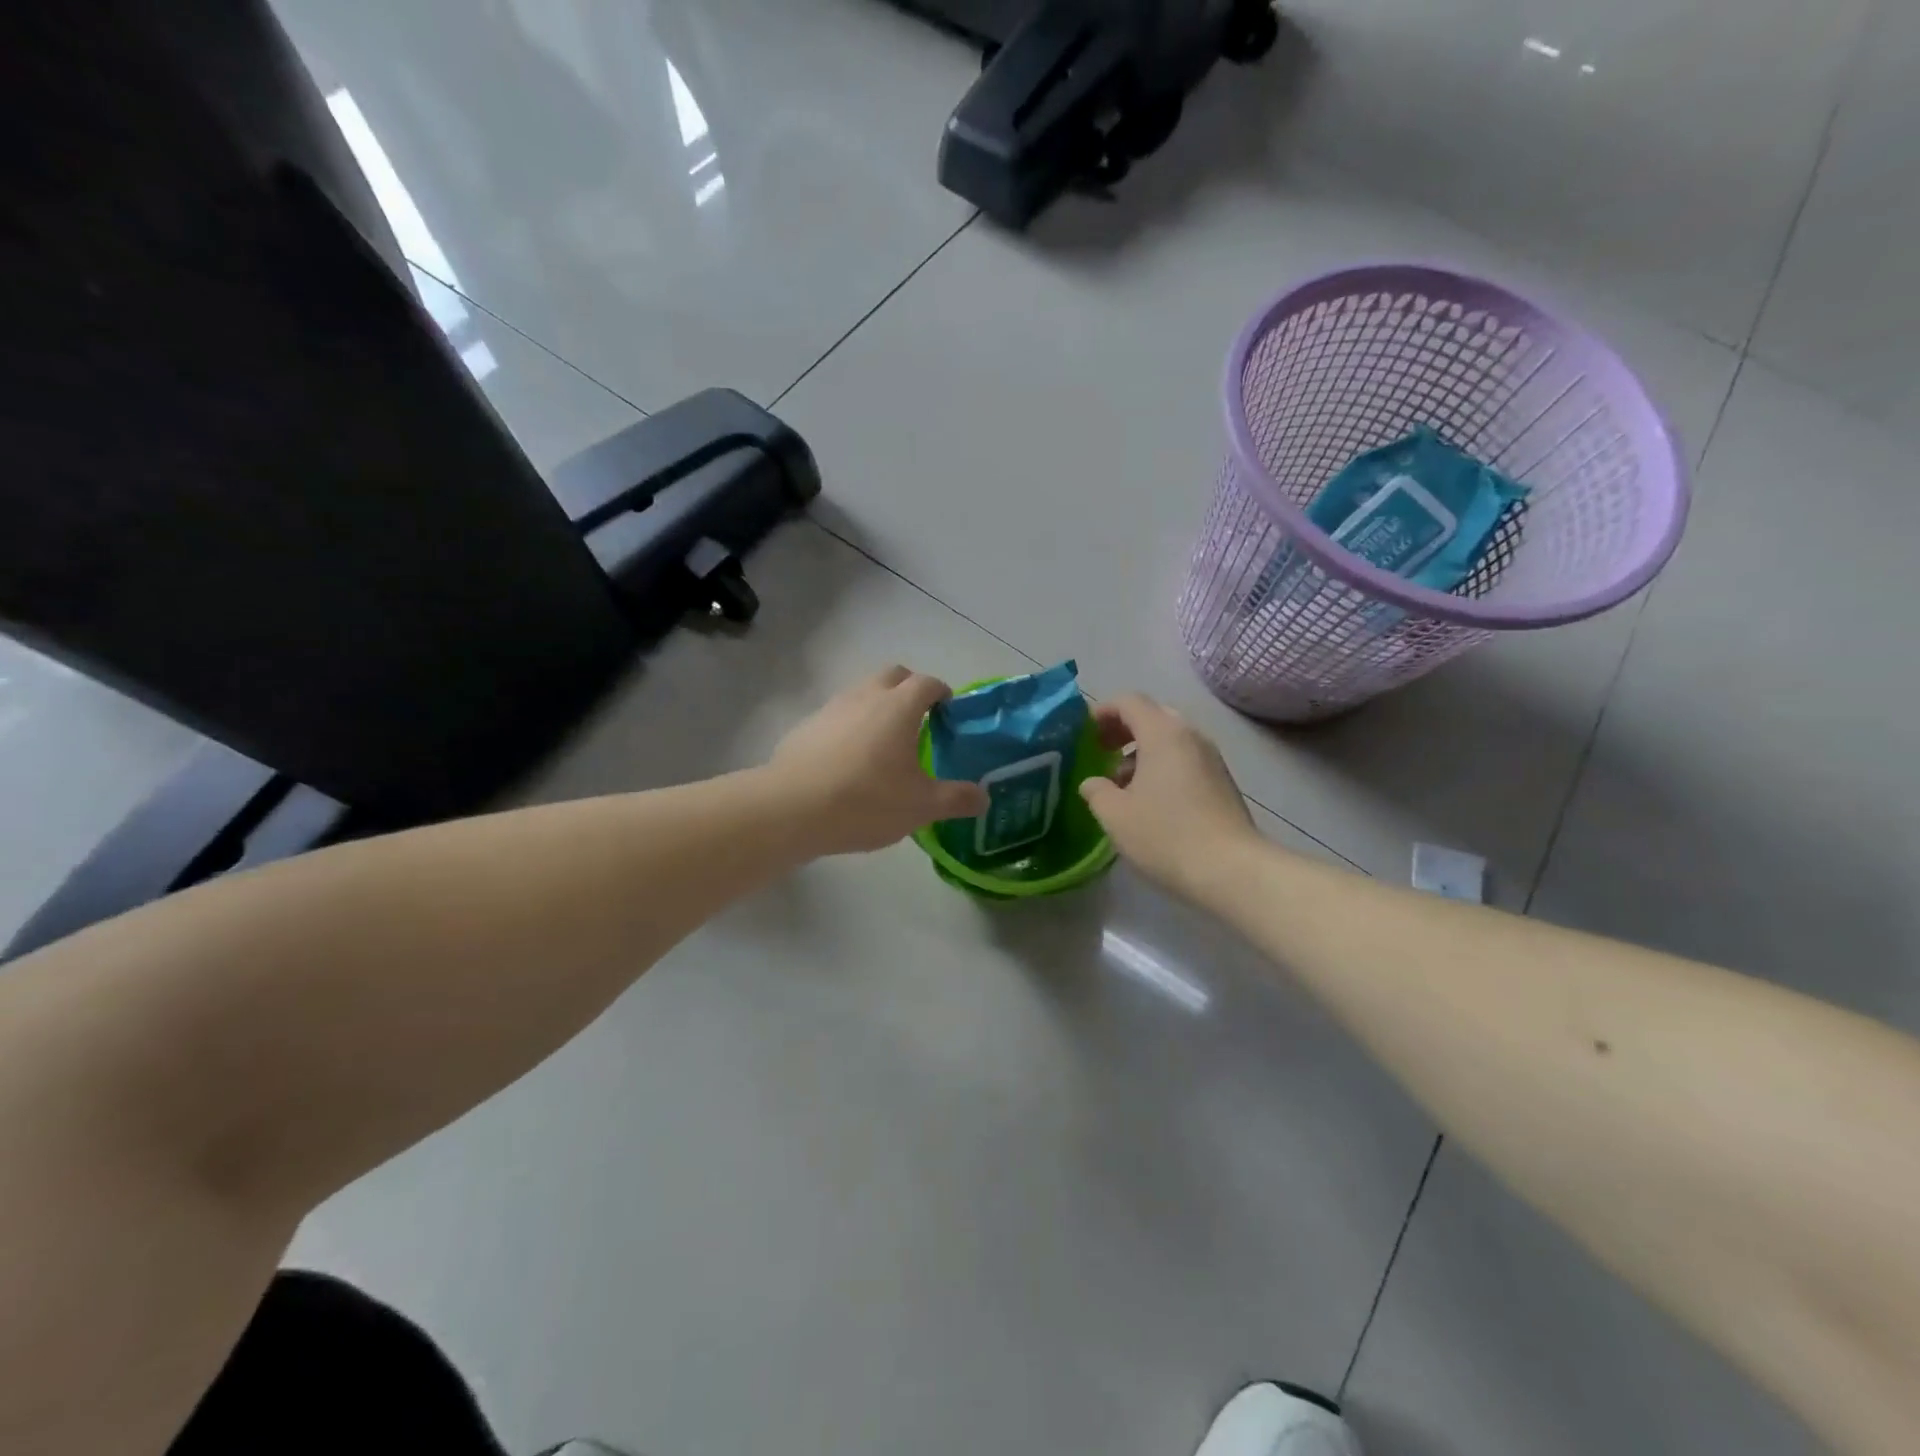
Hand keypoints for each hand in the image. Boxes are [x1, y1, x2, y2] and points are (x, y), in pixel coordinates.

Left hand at [769, 666, 987, 855]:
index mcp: (898, 707)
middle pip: (893, 676)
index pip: (927, 683)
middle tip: (919, 721)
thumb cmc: (866, 801)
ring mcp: (831, 709)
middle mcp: (865, 696)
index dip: (942, 692)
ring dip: (877, 707)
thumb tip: (983, 798)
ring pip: (862, 694)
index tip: (949, 711)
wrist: (791, 809)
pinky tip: (849, 763)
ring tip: (884, 745)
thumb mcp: (921, 806)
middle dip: (909, 689)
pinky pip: (837, 717)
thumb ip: (956, 799)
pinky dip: (850, 728)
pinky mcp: (806, 728)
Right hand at [1078, 694, 1259, 902]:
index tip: (1084, 734)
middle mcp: (1191, 736)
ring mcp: (1211, 758)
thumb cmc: (1166, 836)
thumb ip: (1096, 790)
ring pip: (1170, 739)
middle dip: (1123, 729)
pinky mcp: (1222, 781)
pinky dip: (1162, 766)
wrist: (1232, 870)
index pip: (1129, 701)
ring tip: (1122, 783)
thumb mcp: (1115, 815)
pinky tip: (1150, 800)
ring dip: (1142, 751)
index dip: (1103, 712)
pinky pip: (1185, 759)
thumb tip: (1093, 782)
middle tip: (1101, 752)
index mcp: (1163, 733)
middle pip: (1152, 715)